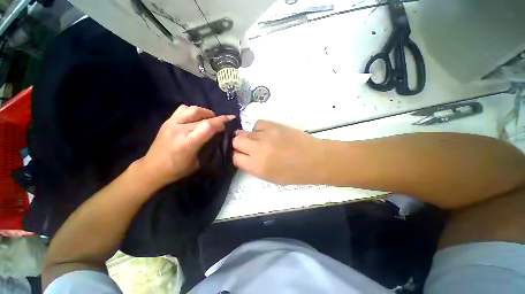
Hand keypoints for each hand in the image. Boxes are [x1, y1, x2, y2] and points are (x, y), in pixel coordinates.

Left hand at [137, 105, 234, 188]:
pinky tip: (196, 118)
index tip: (230, 119)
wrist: (152, 168)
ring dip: (205, 112)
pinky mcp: (167, 121)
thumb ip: (208, 147)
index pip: (208, 126)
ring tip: (210, 118)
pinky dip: (193, 111)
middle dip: (216, 118)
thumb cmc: (177, 169)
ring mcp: (171, 123)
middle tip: (221, 123)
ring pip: (193, 109)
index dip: (221, 121)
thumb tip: (218, 136)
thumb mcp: (198, 163)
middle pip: (203, 117)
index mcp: (187, 144)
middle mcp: (179, 130)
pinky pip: (183, 109)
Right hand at [232, 120, 325, 184]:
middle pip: (236, 141)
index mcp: (257, 167)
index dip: (238, 156)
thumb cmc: (294, 173)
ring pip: (245, 132)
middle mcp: (258, 149)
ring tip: (260, 141)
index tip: (243, 156)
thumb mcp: (270, 177)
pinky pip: (258, 124)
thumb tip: (244, 155)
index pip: (235, 157)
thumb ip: (253, 167)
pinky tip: (267, 134)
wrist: (315, 159)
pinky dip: (259, 129)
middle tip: (248, 147)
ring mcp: (266, 135)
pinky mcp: (274, 125)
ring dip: (249, 137)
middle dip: (239, 145)